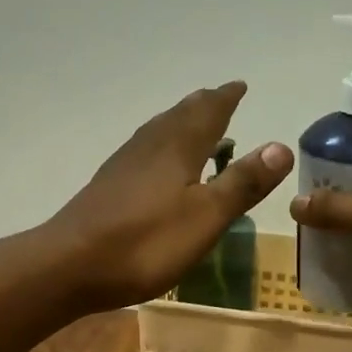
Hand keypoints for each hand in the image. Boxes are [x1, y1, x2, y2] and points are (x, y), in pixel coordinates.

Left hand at [49, 82, 292, 310]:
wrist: (70, 265)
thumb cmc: (146, 242)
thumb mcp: (206, 216)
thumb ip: (242, 183)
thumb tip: (281, 146)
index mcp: (178, 147)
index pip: (208, 111)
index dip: (226, 98)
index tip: (240, 86)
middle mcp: (149, 146)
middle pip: (180, 116)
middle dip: (204, 107)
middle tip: (221, 100)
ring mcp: (124, 165)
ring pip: (158, 132)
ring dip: (180, 125)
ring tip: (196, 128)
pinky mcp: (108, 187)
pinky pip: (143, 153)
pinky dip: (162, 148)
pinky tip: (158, 167)